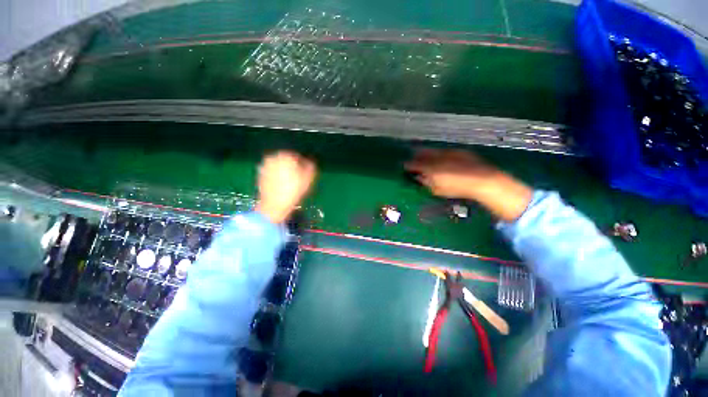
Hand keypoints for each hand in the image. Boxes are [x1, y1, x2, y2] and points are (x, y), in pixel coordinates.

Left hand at [256, 151, 316, 223]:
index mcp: (285, 156)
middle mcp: (273, 157)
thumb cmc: (293, 190)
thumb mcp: (307, 179)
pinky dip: (277, 176)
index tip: (306, 173)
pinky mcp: (260, 174)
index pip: (297, 157)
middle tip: (298, 178)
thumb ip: (311, 167)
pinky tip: (282, 185)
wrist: (274, 205)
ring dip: (285, 171)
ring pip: (279, 166)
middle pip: (287, 160)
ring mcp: (265, 165)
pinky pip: (272, 172)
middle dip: (293, 167)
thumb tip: (310, 162)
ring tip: (290, 182)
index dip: (303, 165)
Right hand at [405, 149, 532, 221]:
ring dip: (426, 153)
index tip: (404, 166)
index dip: (408, 165)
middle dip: (416, 156)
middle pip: (422, 153)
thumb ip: (426, 182)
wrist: (483, 180)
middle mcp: (437, 157)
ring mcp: (448, 152)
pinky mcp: (458, 151)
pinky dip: (438, 154)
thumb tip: (419, 177)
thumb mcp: (438, 189)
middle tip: (413, 159)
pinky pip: (443, 150)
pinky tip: (440, 158)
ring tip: (424, 157)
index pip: (414, 164)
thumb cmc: (457, 188)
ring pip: (432, 150)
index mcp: (430, 168)